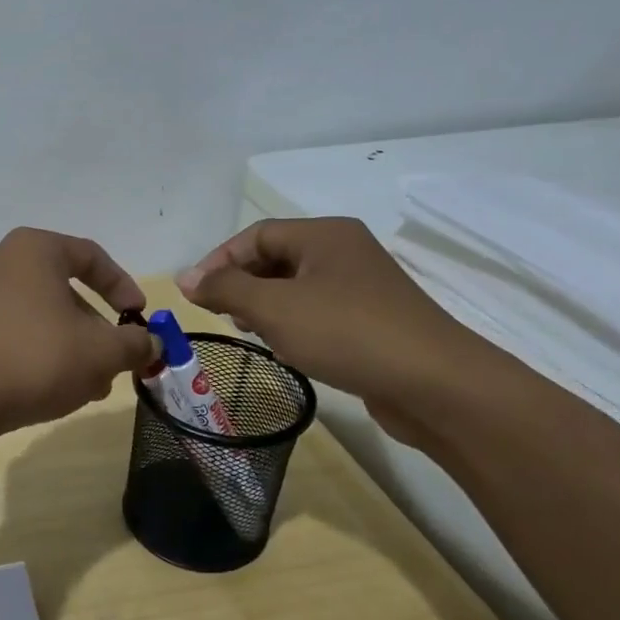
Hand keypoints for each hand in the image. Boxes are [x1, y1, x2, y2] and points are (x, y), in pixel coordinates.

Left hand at [0, 228, 158, 433]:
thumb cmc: (36, 358)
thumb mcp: (101, 352)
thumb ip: (134, 343)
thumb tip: (150, 343)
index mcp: (32, 250)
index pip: (90, 256)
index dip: (123, 287)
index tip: (139, 318)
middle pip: (63, 291)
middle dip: (96, 329)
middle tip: (115, 363)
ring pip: (39, 317)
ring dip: (71, 347)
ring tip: (90, 388)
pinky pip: (12, 334)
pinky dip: (38, 354)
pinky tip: (53, 391)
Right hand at [177, 218, 511, 443]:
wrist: (434, 384)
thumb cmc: (346, 333)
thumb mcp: (274, 307)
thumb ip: (225, 289)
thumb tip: (185, 279)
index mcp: (324, 235)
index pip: (256, 235)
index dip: (219, 261)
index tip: (194, 295)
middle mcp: (344, 252)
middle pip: (275, 258)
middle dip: (241, 284)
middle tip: (220, 316)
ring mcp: (362, 287)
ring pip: (295, 287)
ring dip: (264, 306)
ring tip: (249, 333)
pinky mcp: (372, 320)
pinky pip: (318, 311)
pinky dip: (292, 323)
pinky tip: (286, 348)